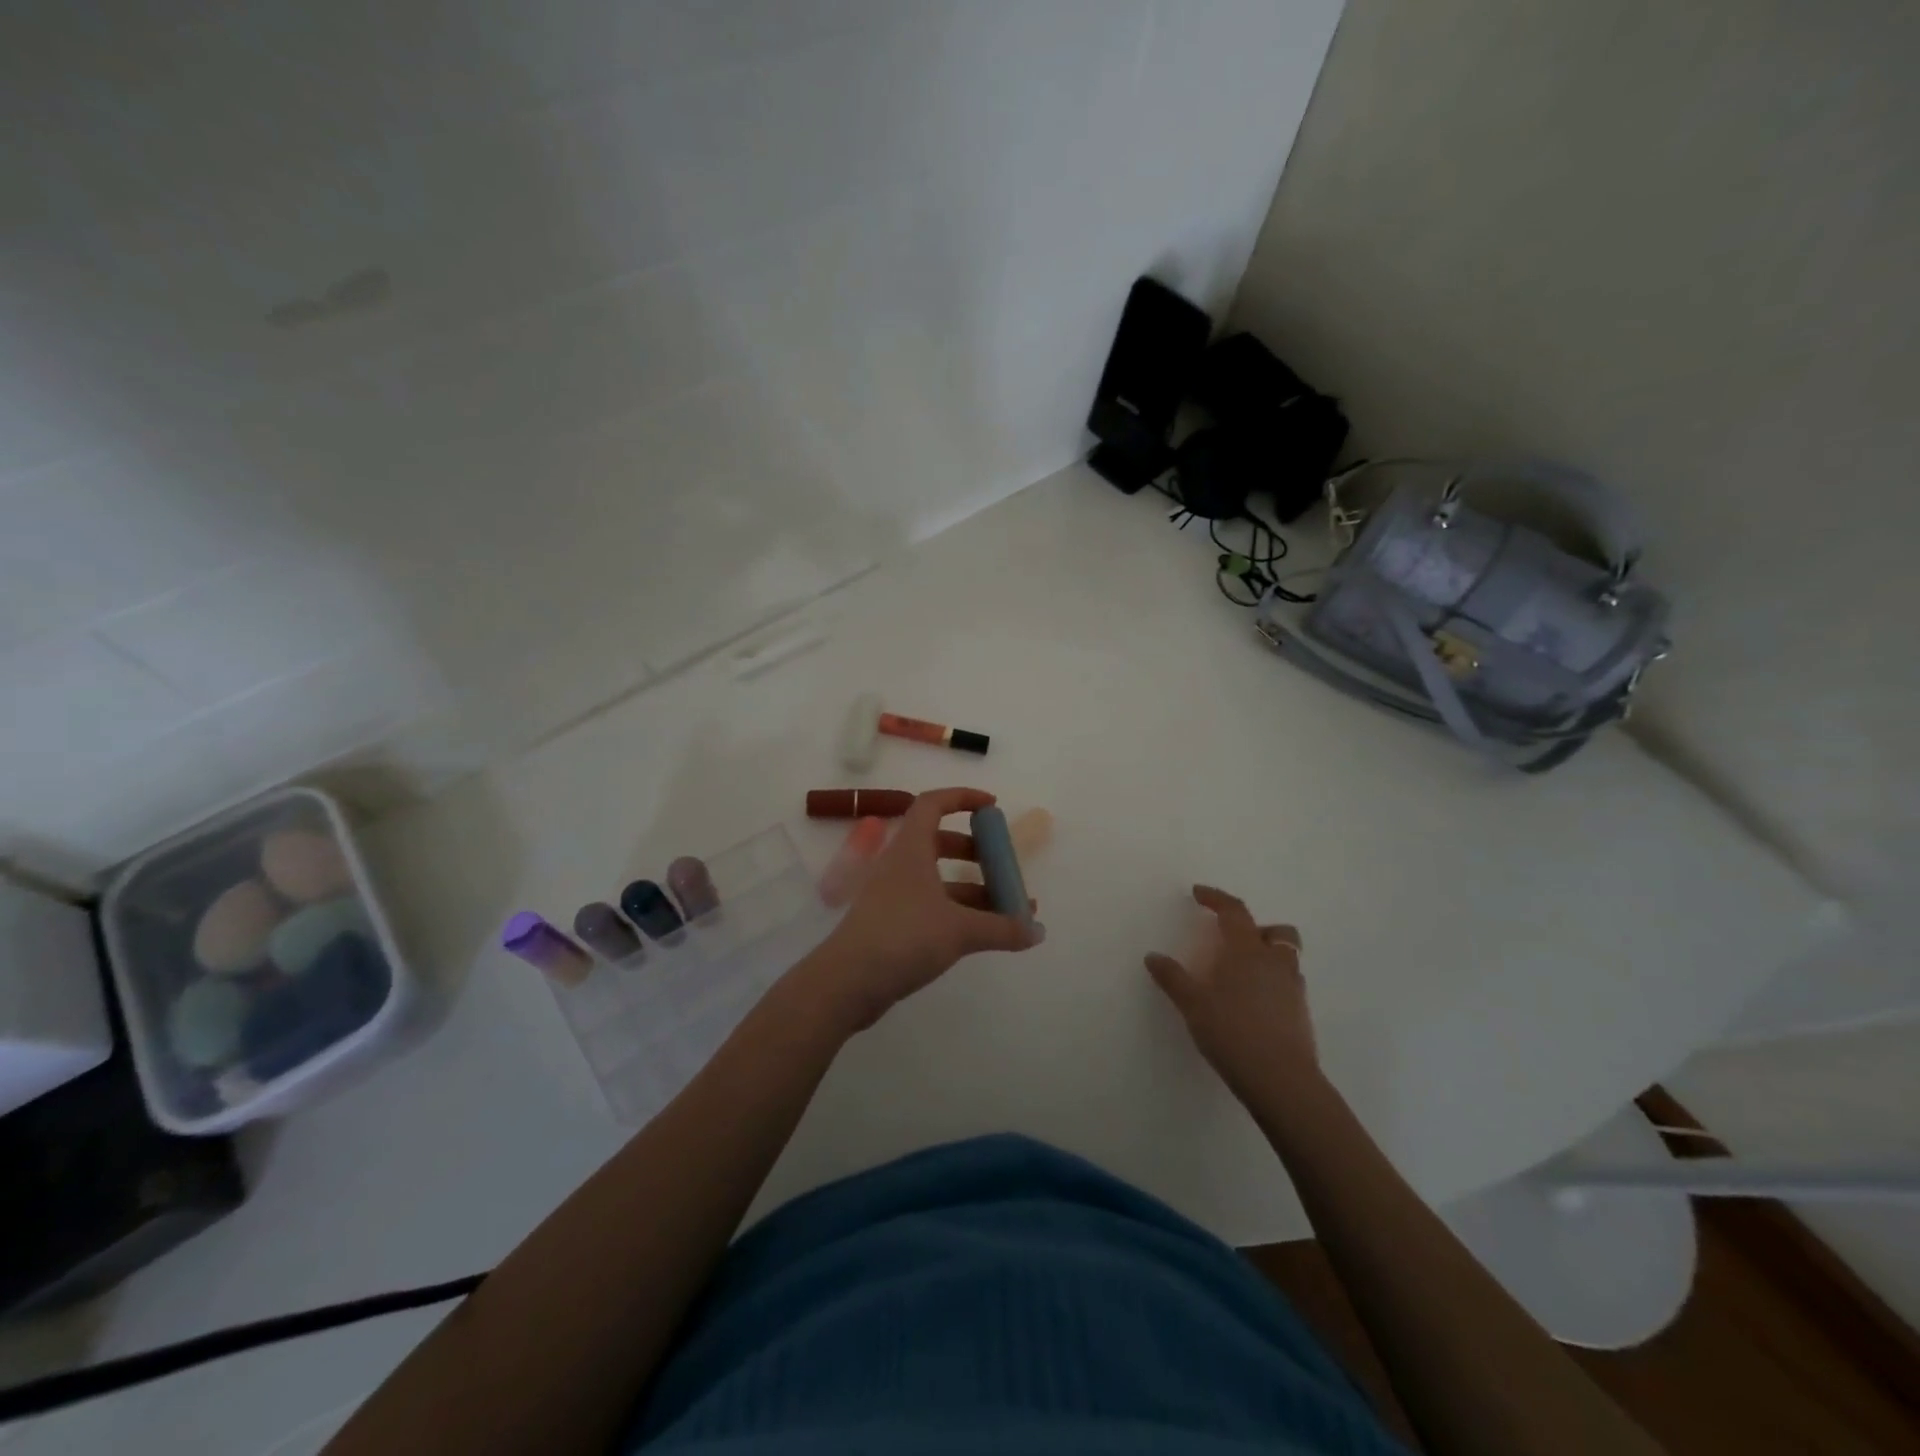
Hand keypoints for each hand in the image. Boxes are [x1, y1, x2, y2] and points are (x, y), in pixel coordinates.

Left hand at [801, 788, 1041, 1031]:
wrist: (847, 982)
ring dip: (972, 888)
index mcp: (911, 849)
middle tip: (1003, 866)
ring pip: (938, 879)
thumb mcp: (960, 930)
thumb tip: (1037, 931)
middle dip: (975, 850)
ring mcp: (894, 895)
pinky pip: (931, 905)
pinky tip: (983, 934)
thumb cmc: (903, 937)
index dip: (963, 797)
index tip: (992, 807)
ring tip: (1007, 910)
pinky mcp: (892, 924)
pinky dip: (958, 912)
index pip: (933, 804)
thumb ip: (1002, 928)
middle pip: (939, 842)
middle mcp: (900, 865)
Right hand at [1145, 885, 1317, 1103]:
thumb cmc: (1232, 1032)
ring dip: (1267, 955)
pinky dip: (1272, 982)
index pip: (1234, 911)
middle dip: (1256, 928)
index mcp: (1247, 951)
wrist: (1281, 1080)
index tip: (1199, 893)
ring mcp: (1293, 988)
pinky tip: (1253, 1002)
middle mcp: (1274, 962)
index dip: (1216, 898)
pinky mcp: (1301, 1014)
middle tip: (1232, 939)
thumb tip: (1153, 956)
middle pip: (1276, 931)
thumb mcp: (1193, 1005)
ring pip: (1286, 957)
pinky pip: (1288, 984)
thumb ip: (1173, 978)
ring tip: (1242, 973)